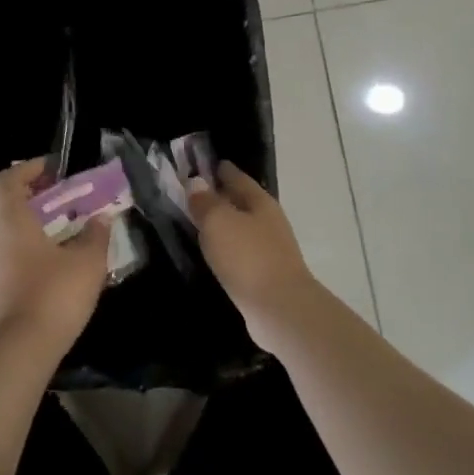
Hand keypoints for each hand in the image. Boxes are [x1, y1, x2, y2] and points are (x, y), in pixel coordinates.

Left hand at [0, 159, 108, 357]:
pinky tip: (41, 264)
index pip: (8, 180)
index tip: (51, 169)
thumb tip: (101, 218)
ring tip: (48, 233)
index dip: (28, 169)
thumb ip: (95, 236)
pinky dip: (14, 251)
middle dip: (17, 197)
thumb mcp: (87, 263)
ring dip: (15, 226)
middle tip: (45, 200)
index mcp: (11, 220)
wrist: (20, 350)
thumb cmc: (54, 295)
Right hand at [187, 162, 319, 341]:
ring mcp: (271, 249)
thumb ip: (205, 201)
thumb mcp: (218, 222)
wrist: (280, 309)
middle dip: (221, 196)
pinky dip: (228, 248)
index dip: (220, 169)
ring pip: (242, 227)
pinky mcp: (267, 275)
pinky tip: (214, 254)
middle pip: (242, 201)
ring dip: (224, 224)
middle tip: (194, 194)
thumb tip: (196, 182)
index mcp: (259, 201)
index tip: (202, 165)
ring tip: (199, 224)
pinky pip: (242, 252)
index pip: (237, 176)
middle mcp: (269, 220)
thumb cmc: (247, 257)